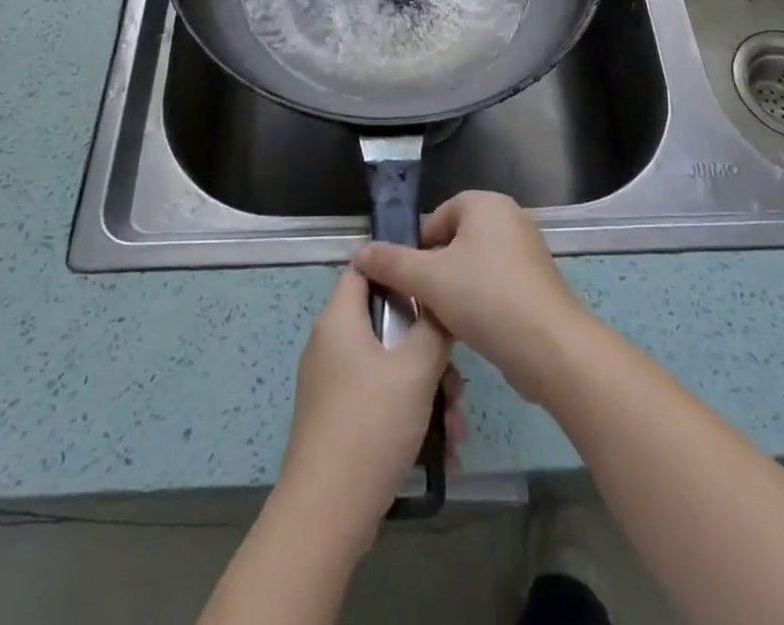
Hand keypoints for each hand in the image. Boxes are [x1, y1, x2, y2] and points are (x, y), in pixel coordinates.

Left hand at [275, 267, 462, 554]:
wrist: (326, 516)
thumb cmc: (370, 425)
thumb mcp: (415, 369)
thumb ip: (434, 328)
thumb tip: (442, 305)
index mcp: (339, 319)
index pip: (366, 268)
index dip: (400, 266)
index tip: (436, 280)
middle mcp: (333, 344)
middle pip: (388, 324)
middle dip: (429, 349)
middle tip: (457, 377)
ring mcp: (335, 385)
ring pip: (392, 367)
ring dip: (429, 389)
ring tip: (456, 425)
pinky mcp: (341, 420)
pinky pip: (383, 400)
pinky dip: (412, 415)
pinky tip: (443, 448)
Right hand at [353, 191, 590, 405]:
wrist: (550, 347)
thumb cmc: (486, 297)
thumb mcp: (428, 279)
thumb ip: (391, 263)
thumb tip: (360, 253)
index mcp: (486, 204)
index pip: (439, 215)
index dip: (420, 246)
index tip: (411, 279)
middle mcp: (510, 218)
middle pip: (456, 240)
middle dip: (437, 270)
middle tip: (425, 301)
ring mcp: (528, 251)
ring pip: (476, 265)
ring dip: (457, 290)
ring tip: (446, 319)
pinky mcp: (538, 284)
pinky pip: (497, 284)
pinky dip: (481, 302)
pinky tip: (473, 329)